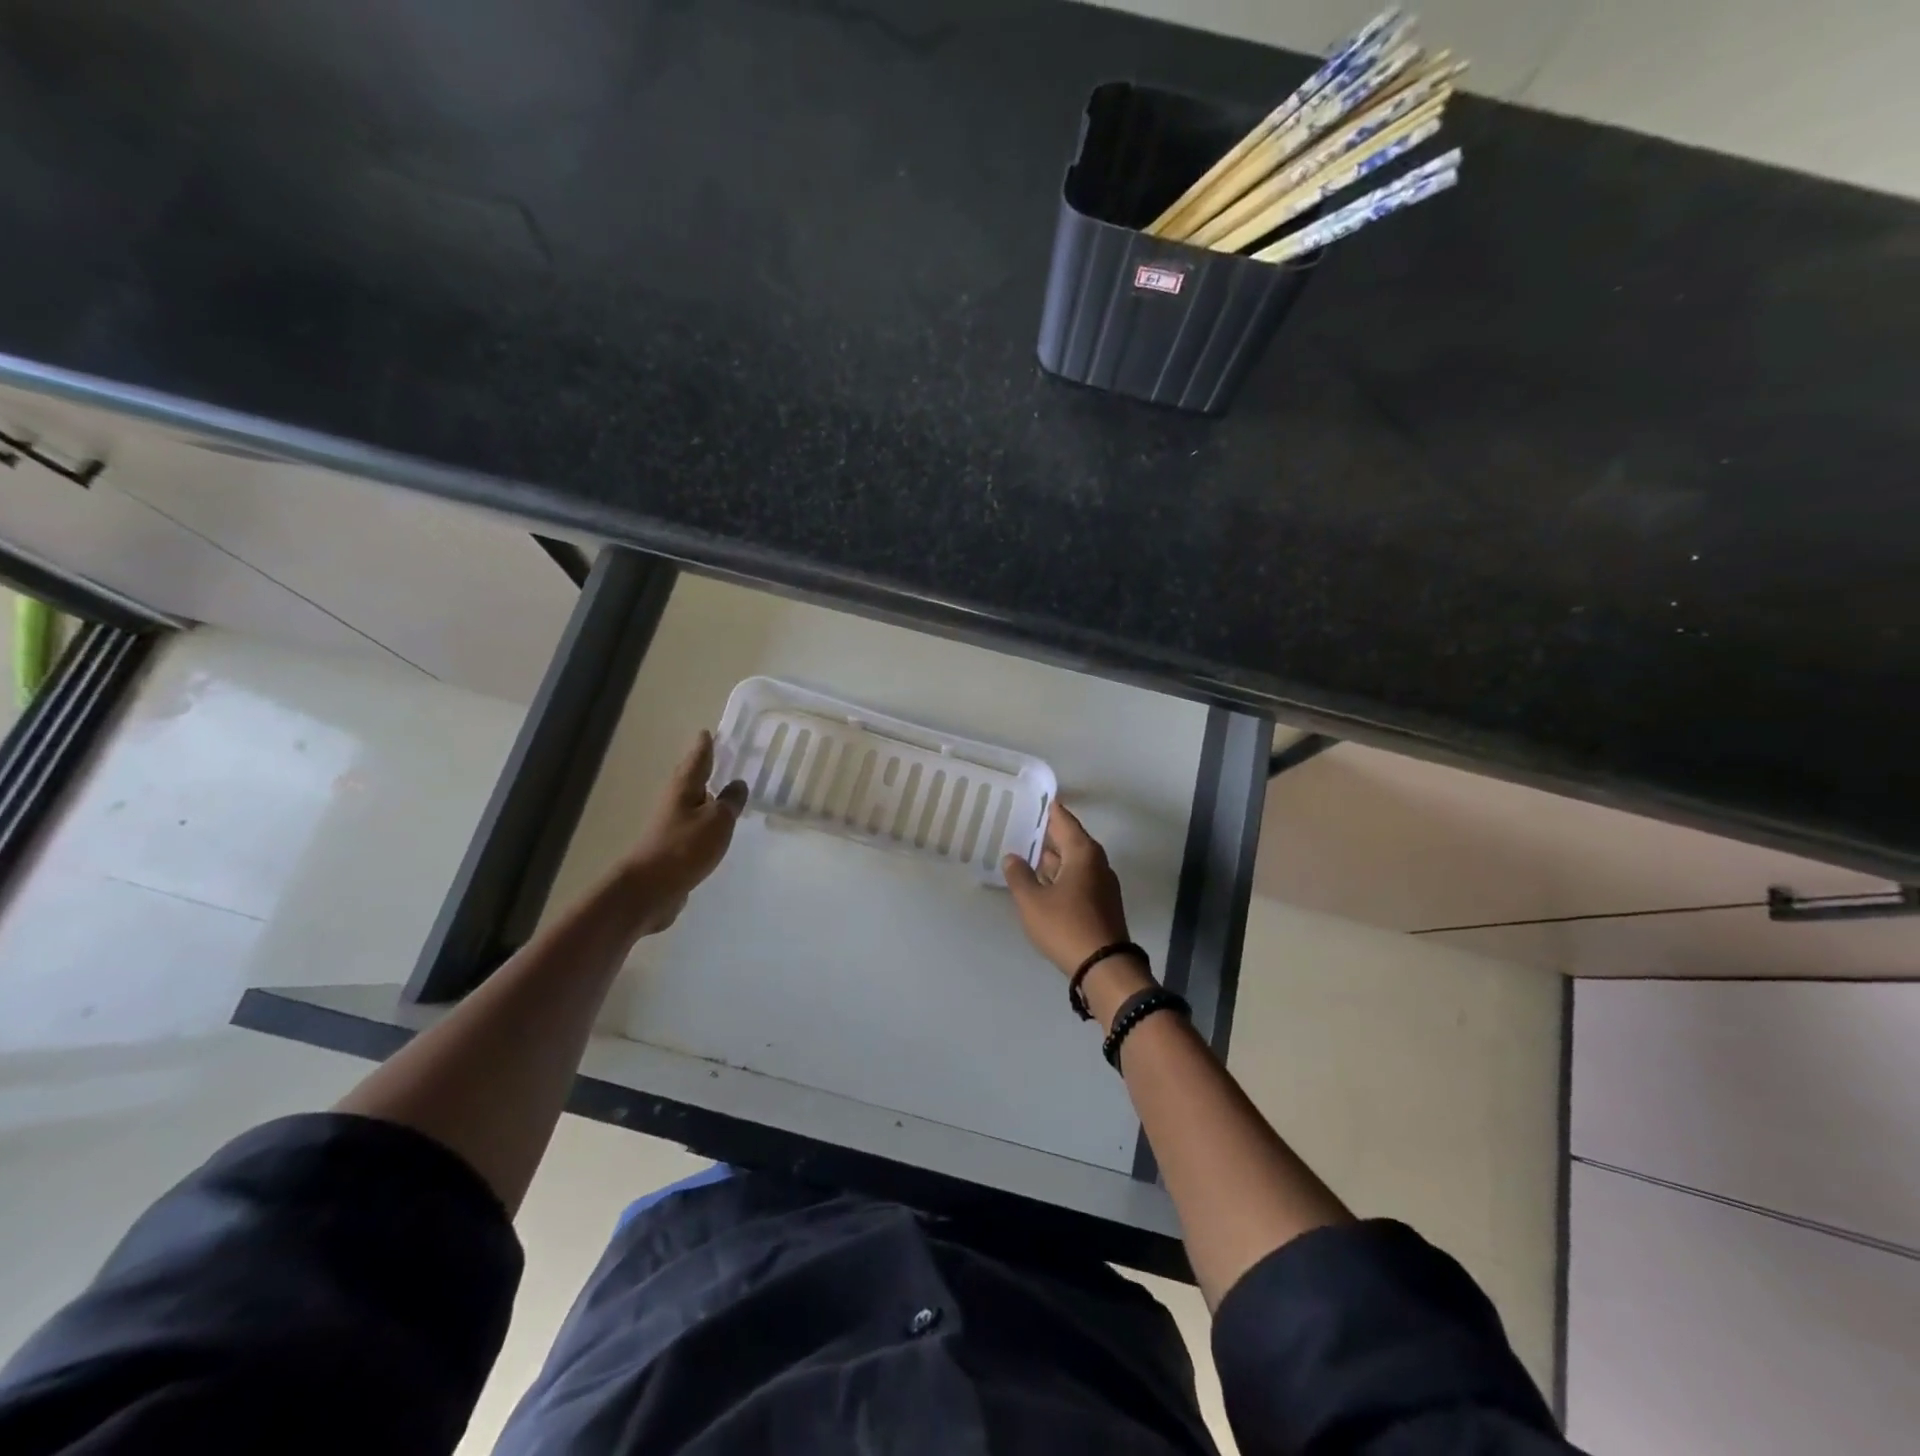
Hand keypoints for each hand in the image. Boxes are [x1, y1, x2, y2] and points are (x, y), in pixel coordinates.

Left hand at [621, 730, 747, 935]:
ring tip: (726, 788)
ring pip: (693, 800)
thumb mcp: (718, 820)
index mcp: (685, 787)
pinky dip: (707, 818)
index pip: (698, 758)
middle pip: (691, 777)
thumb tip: (737, 784)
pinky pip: (695, 824)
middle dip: (705, 766)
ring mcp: (672, 824)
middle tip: (722, 754)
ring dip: (707, 793)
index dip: (705, 745)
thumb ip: (730, 801)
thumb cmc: (685, 847)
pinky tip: (718, 824)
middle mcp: (675, 800)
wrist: (650, 889)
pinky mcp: (674, 846)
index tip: (709, 731)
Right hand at [1003, 802, 1134, 976]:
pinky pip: (1077, 879)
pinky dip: (1060, 876)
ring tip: (1025, 853)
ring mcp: (1102, 884)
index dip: (1049, 809)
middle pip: (1070, 840)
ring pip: (1073, 862)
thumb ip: (1019, 876)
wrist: (1103, 966)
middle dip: (1047, 834)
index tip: (1035, 798)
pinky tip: (1041, 883)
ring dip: (1052, 858)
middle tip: (1022, 826)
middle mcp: (1096, 863)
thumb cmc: (1066, 926)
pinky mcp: (1101, 904)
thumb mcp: (1032, 901)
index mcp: (1083, 852)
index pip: (1064, 820)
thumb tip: (1012, 857)